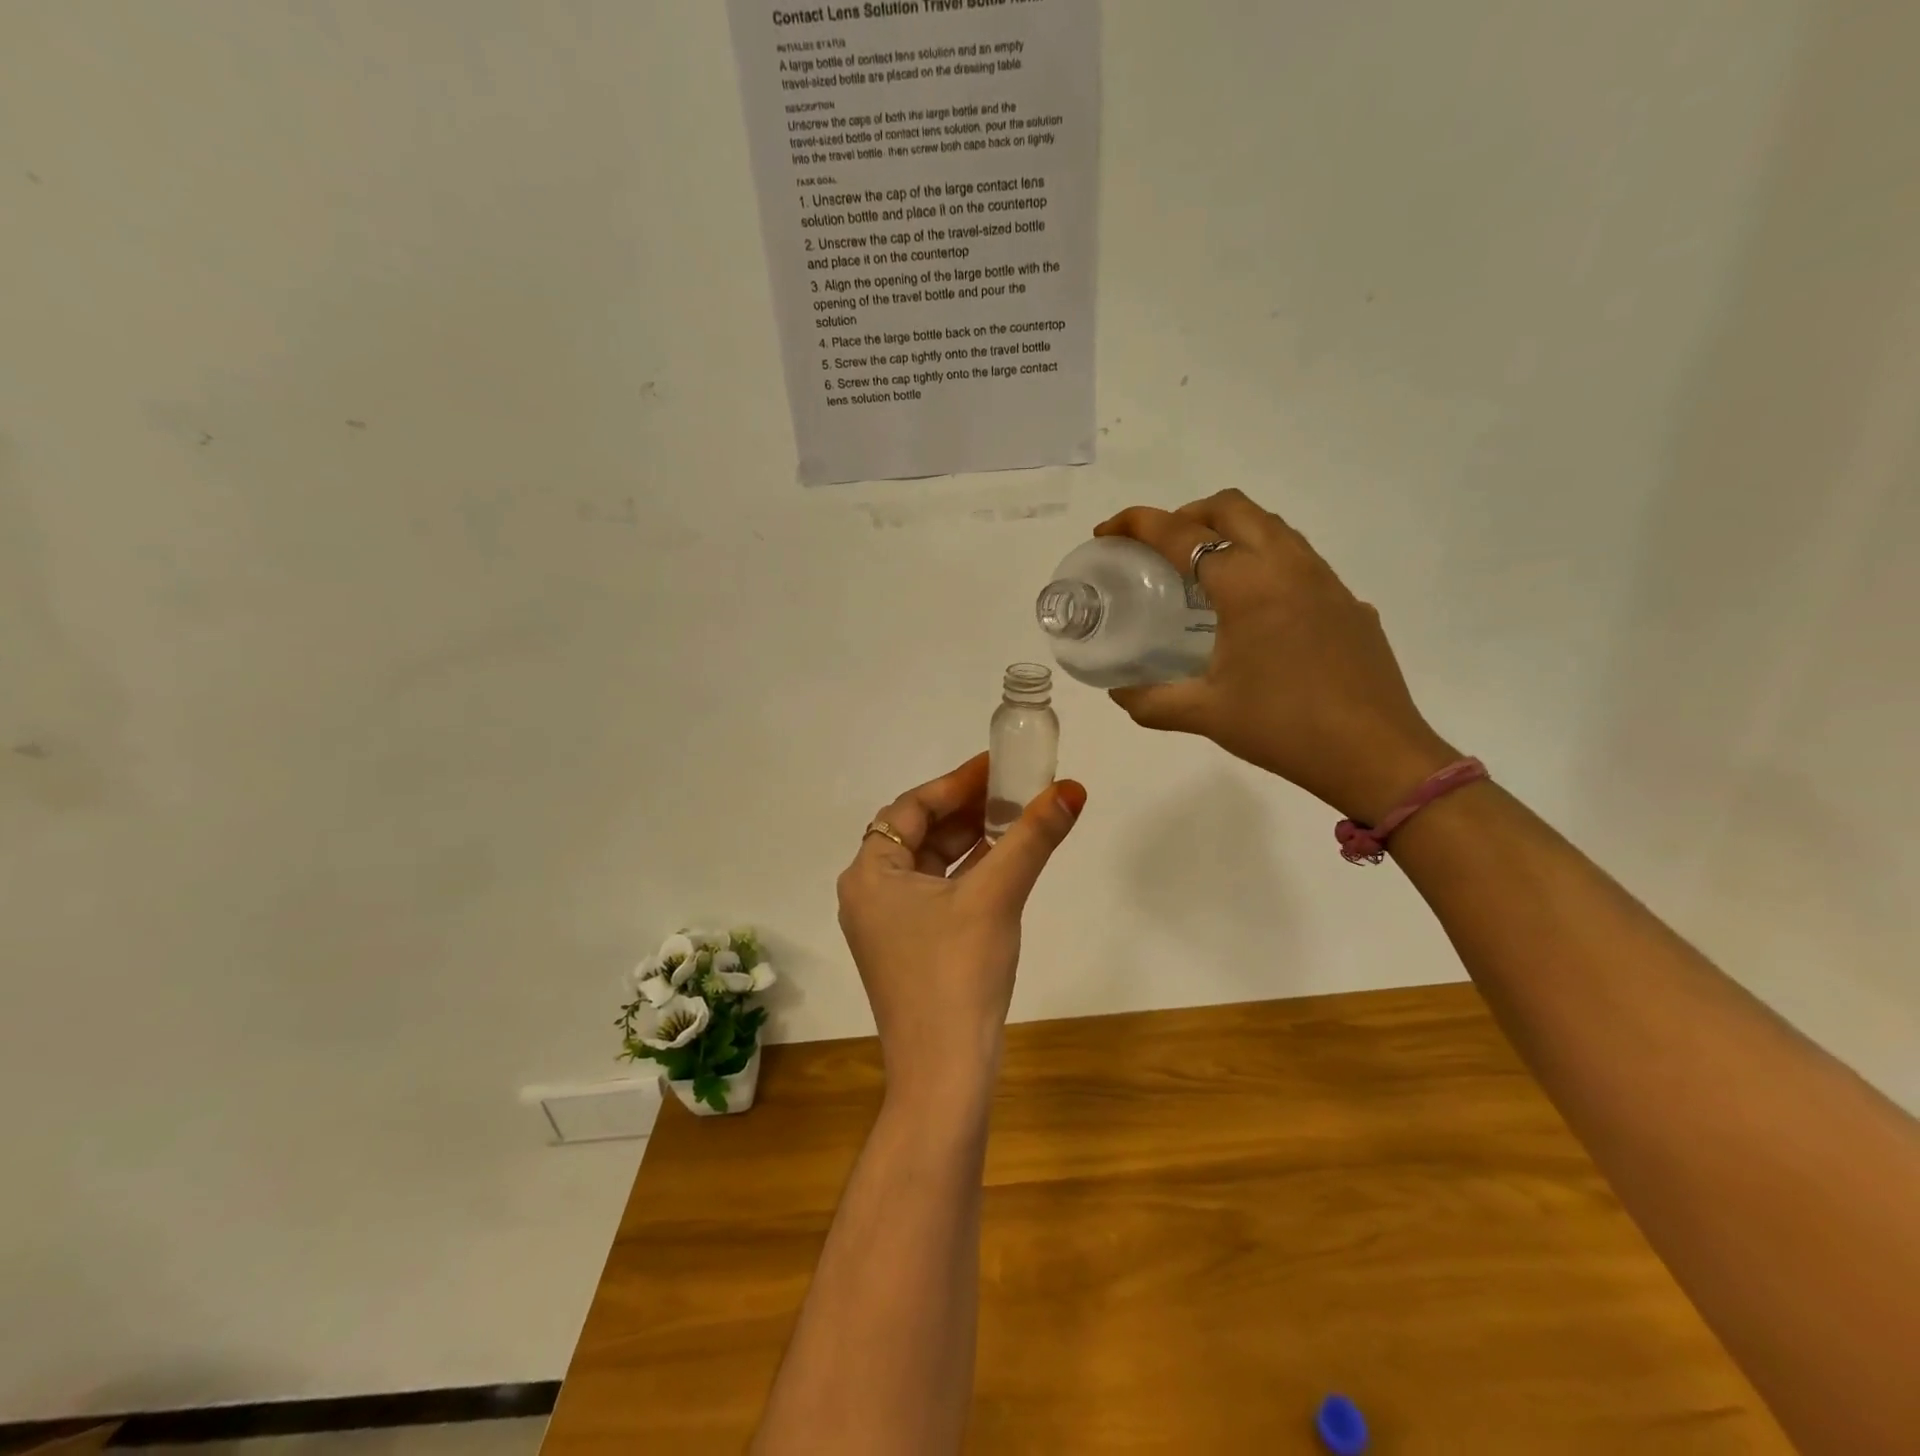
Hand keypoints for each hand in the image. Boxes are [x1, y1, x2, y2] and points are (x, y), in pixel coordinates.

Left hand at [837, 753, 1085, 1104]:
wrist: (944, 1074)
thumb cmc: (958, 974)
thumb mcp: (996, 896)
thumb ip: (1031, 838)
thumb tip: (1071, 789)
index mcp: (870, 874)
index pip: (911, 807)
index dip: (956, 782)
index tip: (996, 766)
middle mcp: (869, 894)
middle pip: (919, 833)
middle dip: (966, 810)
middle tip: (1013, 789)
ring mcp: (887, 925)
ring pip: (930, 864)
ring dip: (971, 841)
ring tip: (1015, 818)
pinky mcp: (909, 949)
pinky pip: (937, 894)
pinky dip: (968, 875)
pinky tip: (1004, 863)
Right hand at [1096, 489, 1454, 823]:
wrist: (1375, 754)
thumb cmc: (1283, 728)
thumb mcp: (1205, 715)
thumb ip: (1151, 701)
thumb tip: (1118, 691)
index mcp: (1248, 585)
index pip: (1182, 534)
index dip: (1137, 524)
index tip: (1107, 532)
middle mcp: (1288, 566)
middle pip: (1232, 507)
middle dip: (1186, 514)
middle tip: (1158, 548)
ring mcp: (1326, 581)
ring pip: (1271, 527)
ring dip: (1229, 531)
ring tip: (1202, 572)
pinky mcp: (1347, 602)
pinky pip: (1298, 559)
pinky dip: (1263, 561)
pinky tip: (1253, 611)